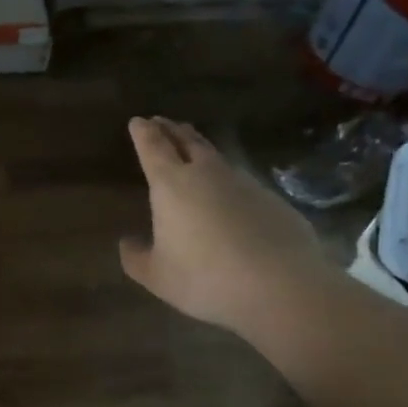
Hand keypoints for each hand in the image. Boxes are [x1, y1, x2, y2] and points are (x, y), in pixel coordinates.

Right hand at [120, 117, 325, 330]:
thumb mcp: (157, 276)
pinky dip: (227, 179)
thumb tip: (127, 242)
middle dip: (171, 129)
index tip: (138, 121)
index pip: (153, 147)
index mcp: (171, 185)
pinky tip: (228, 194)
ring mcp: (244, 183)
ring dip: (200, 149)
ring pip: (216, 157)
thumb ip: (136, 258)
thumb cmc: (205, 278)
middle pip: (187, 141)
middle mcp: (207, 173)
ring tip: (192, 149)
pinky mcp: (272, 199)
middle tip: (162, 122)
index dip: (143, 133)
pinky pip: (241, 181)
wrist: (280, 286)